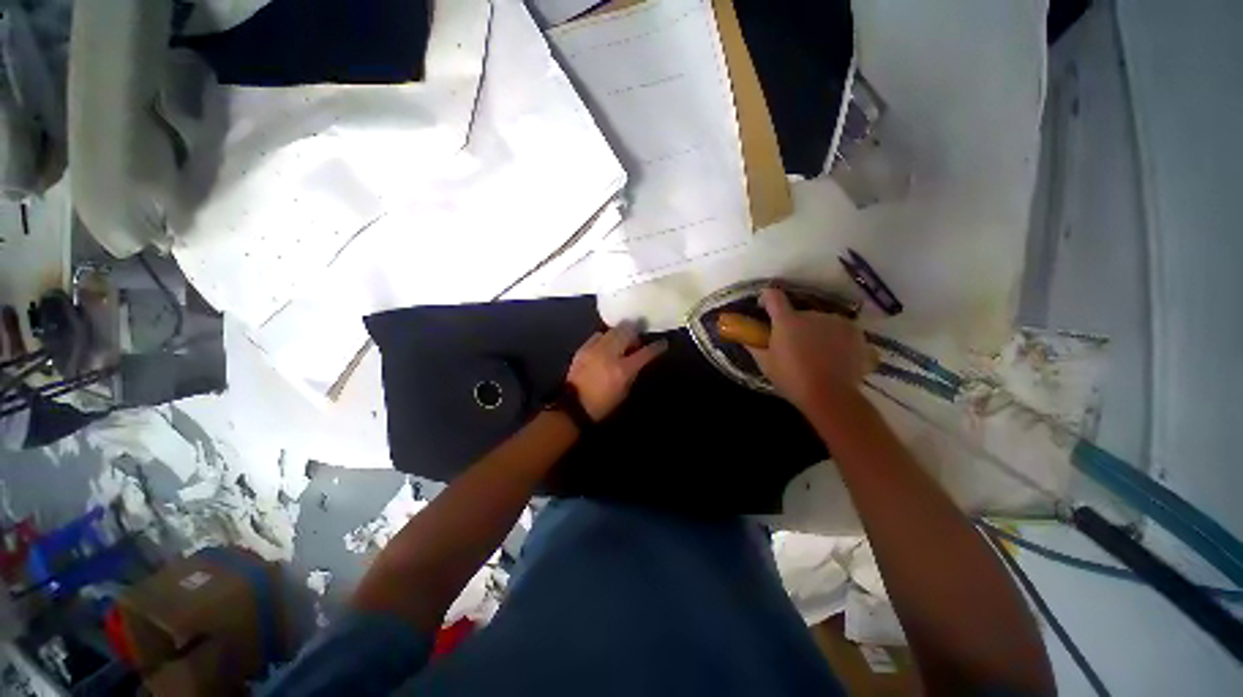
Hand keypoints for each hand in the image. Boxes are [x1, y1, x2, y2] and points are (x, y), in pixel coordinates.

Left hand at [567, 323, 667, 420]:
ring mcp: (595, 349)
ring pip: (613, 330)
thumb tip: (638, 358)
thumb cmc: (603, 403)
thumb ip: (633, 372)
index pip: (646, 353)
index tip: (663, 343)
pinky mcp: (583, 348)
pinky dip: (605, 338)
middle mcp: (610, 354)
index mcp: (623, 370)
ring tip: (621, 342)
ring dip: (620, 334)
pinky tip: (605, 346)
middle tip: (636, 340)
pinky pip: (598, 335)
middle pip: (628, 332)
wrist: (574, 405)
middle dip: (635, 332)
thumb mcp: (624, 390)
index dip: (657, 347)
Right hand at [747, 288, 870, 412]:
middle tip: (793, 346)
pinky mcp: (854, 331)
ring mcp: (835, 321)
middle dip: (794, 326)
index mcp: (787, 321)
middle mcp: (811, 314)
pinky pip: (839, 329)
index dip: (767, 298)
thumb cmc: (792, 379)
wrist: (831, 396)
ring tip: (816, 354)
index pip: (773, 296)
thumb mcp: (766, 364)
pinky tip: (833, 356)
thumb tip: (745, 337)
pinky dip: (834, 338)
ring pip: (820, 322)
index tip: (764, 306)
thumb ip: (754, 346)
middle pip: (799, 314)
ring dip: (815, 332)